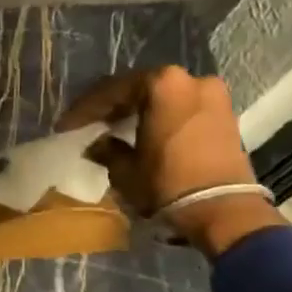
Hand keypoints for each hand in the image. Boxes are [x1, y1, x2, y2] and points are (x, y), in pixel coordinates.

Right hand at [57, 67, 280, 256]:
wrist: (224, 212)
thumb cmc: (168, 184)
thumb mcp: (125, 169)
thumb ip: (106, 149)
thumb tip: (96, 144)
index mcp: (162, 83)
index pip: (112, 91)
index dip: (85, 110)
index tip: (66, 126)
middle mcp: (189, 79)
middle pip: (139, 89)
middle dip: (113, 106)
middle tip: (89, 123)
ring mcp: (212, 94)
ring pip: (163, 97)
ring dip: (138, 111)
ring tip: (115, 128)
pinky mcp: (225, 114)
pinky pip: (182, 108)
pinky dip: (162, 117)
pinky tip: (144, 132)